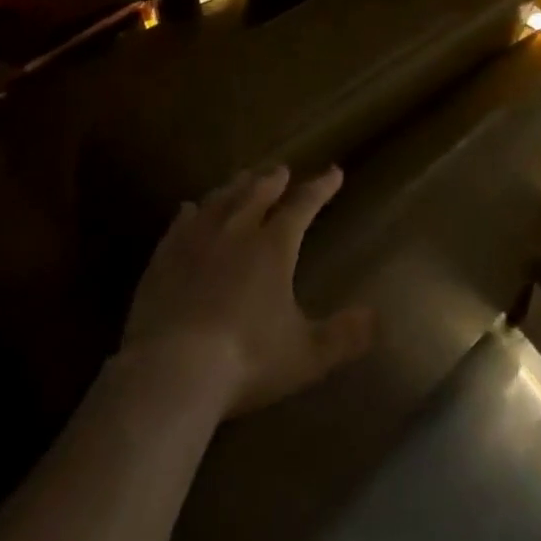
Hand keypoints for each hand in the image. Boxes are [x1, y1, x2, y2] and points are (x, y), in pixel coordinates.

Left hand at [120, 164, 375, 417]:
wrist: (171, 371)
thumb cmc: (246, 360)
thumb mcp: (305, 355)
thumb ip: (343, 336)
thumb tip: (377, 318)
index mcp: (273, 247)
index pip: (303, 205)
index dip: (320, 187)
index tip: (334, 172)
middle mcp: (236, 232)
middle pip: (257, 193)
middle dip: (273, 180)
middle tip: (281, 169)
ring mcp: (196, 242)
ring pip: (220, 200)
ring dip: (235, 187)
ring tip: (243, 177)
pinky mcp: (163, 259)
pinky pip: (180, 224)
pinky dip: (190, 212)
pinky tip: (189, 208)